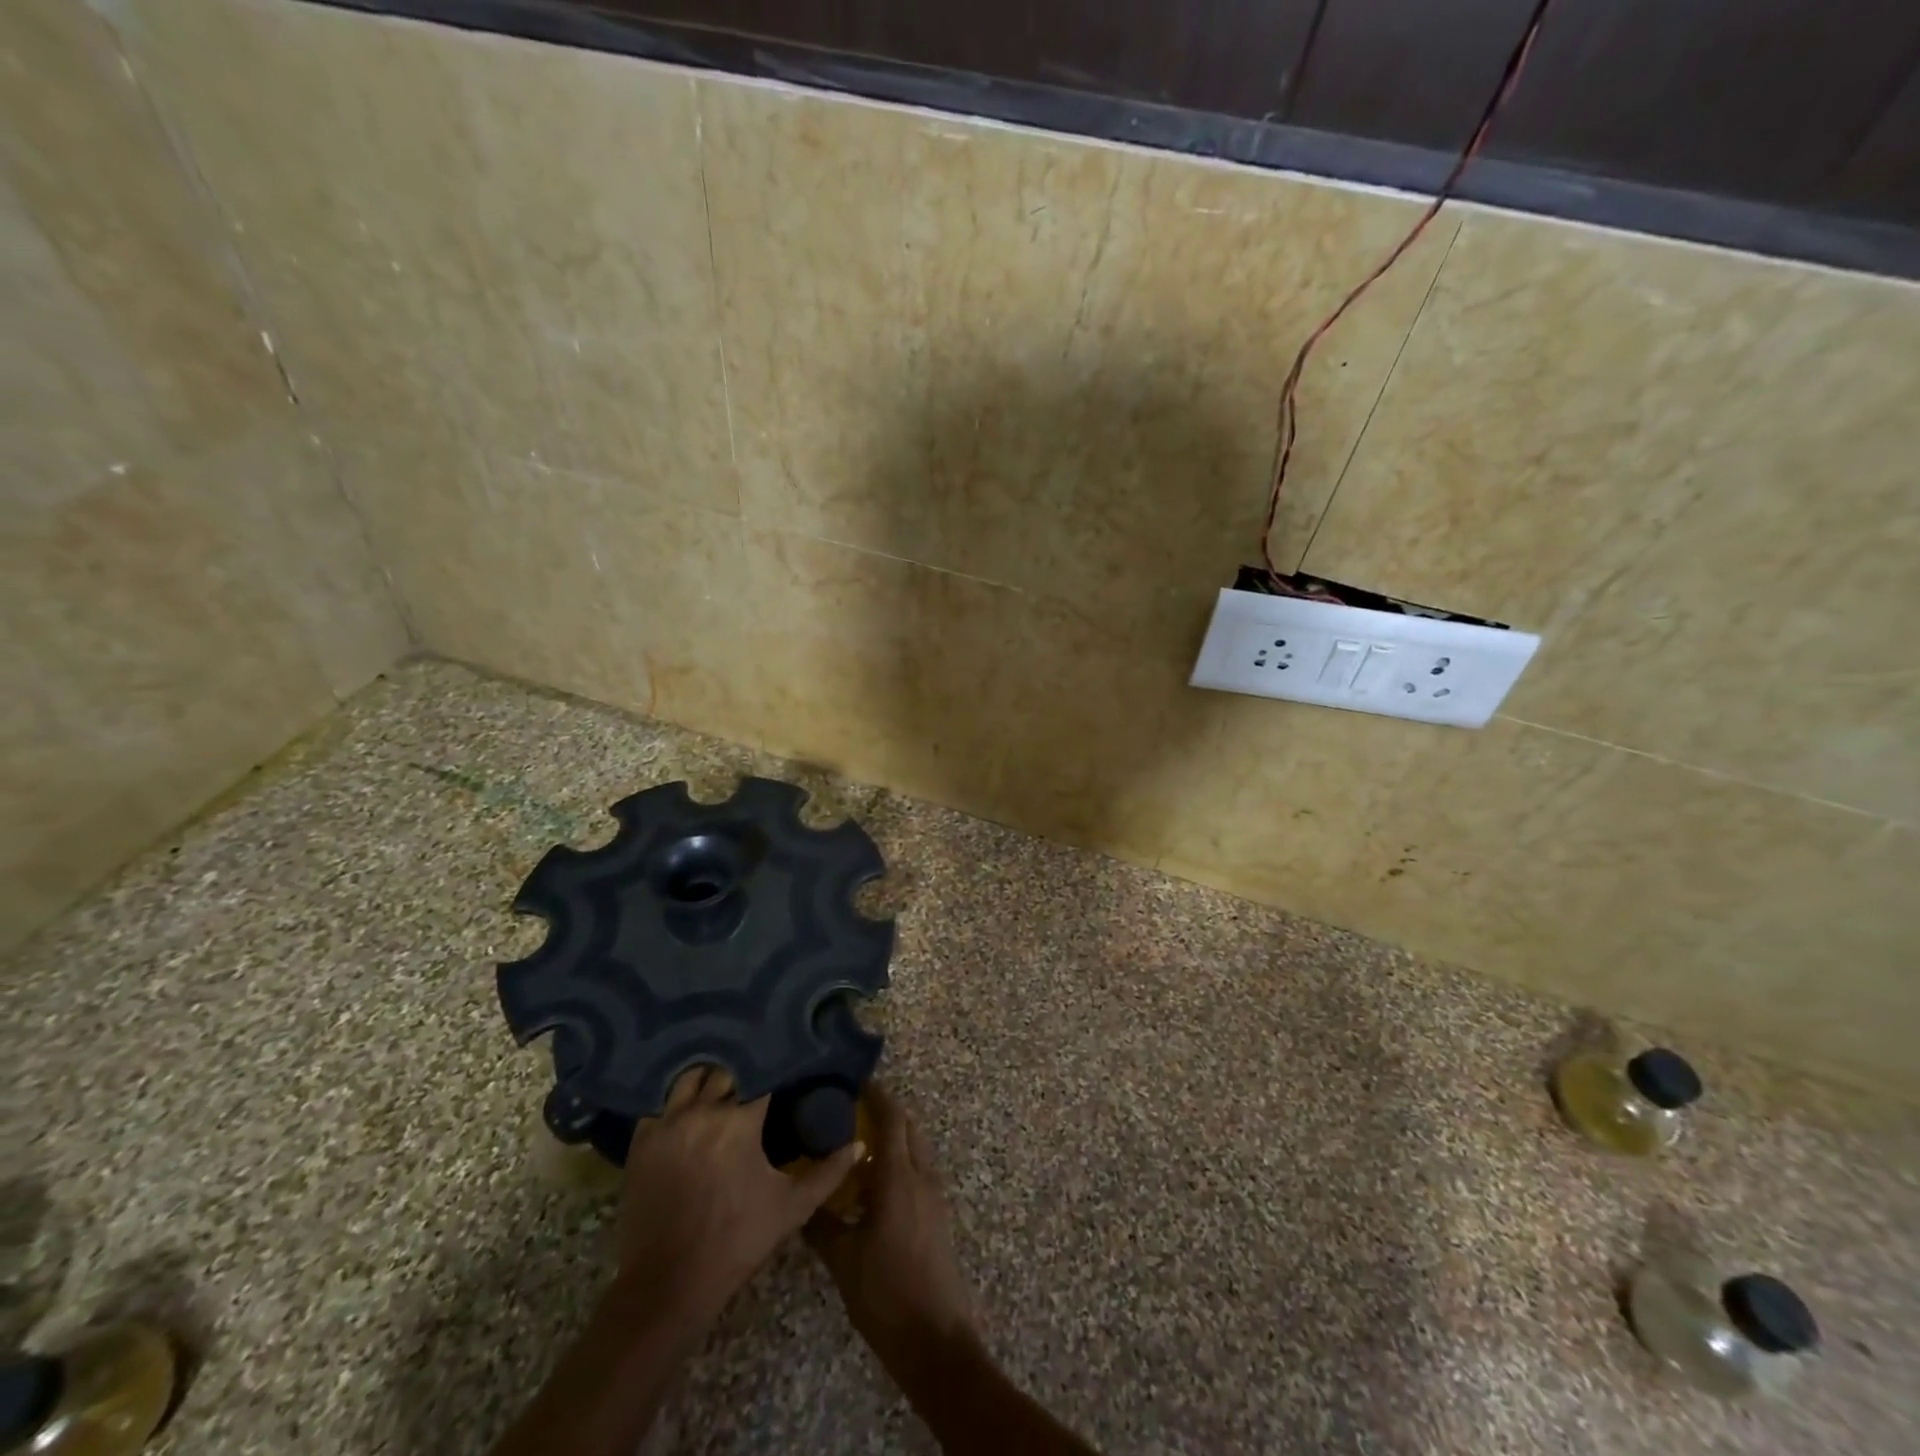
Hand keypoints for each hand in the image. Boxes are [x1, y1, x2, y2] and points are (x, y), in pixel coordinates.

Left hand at [615, 1066, 860, 1327]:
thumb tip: (859, 1144)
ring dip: (710, 1079)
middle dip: (744, 1072)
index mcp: (739, 1121)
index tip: (788, 1069)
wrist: (667, 1286)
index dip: (777, 1070)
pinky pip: (662, 1103)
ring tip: (724, 1088)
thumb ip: (829, 1172)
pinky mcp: (642, 1141)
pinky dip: (678, 1101)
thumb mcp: (791, 1208)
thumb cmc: (736, 1243)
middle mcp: (701, 1111)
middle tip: (759, 1079)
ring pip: (691, 1078)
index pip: (763, 1074)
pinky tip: (690, 1110)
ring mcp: (667, 1123)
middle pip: (727, 1071)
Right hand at [805, 1083, 975, 1367]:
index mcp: (899, 1177)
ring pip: (915, 1148)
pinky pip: (918, 1170)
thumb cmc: (886, 1295)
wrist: (936, 1340)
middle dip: (884, 1112)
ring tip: (857, 1144)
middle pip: (908, 1127)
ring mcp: (934, 1195)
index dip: (876, 1095)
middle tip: (850, 1111)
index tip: (854, 1082)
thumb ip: (822, 1223)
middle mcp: (921, 1175)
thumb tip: (803, 1197)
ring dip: (892, 1137)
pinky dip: (898, 1161)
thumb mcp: (843, 1260)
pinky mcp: (937, 1214)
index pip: (892, 1118)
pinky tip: (872, 1184)